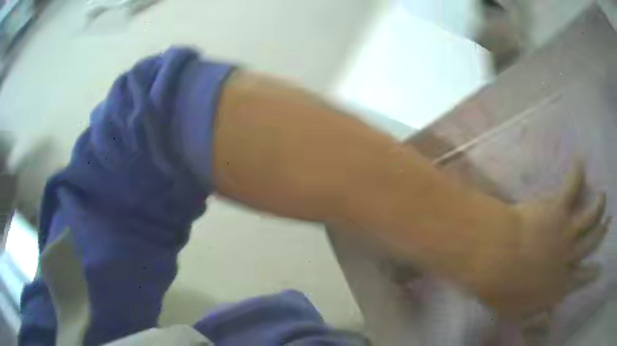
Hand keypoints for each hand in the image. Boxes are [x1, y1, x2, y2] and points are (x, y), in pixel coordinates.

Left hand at [470, 164, 609, 317]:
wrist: (500, 261)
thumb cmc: (504, 292)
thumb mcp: (518, 313)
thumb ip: (534, 313)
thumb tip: (543, 317)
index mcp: (559, 285)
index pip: (581, 279)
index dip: (592, 273)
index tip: (600, 268)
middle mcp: (569, 257)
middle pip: (590, 243)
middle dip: (600, 232)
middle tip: (607, 222)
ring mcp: (566, 231)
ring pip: (589, 216)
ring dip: (598, 205)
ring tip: (603, 196)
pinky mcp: (558, 207)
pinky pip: (571, 187)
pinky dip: (576, 174)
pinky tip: (580, 162)